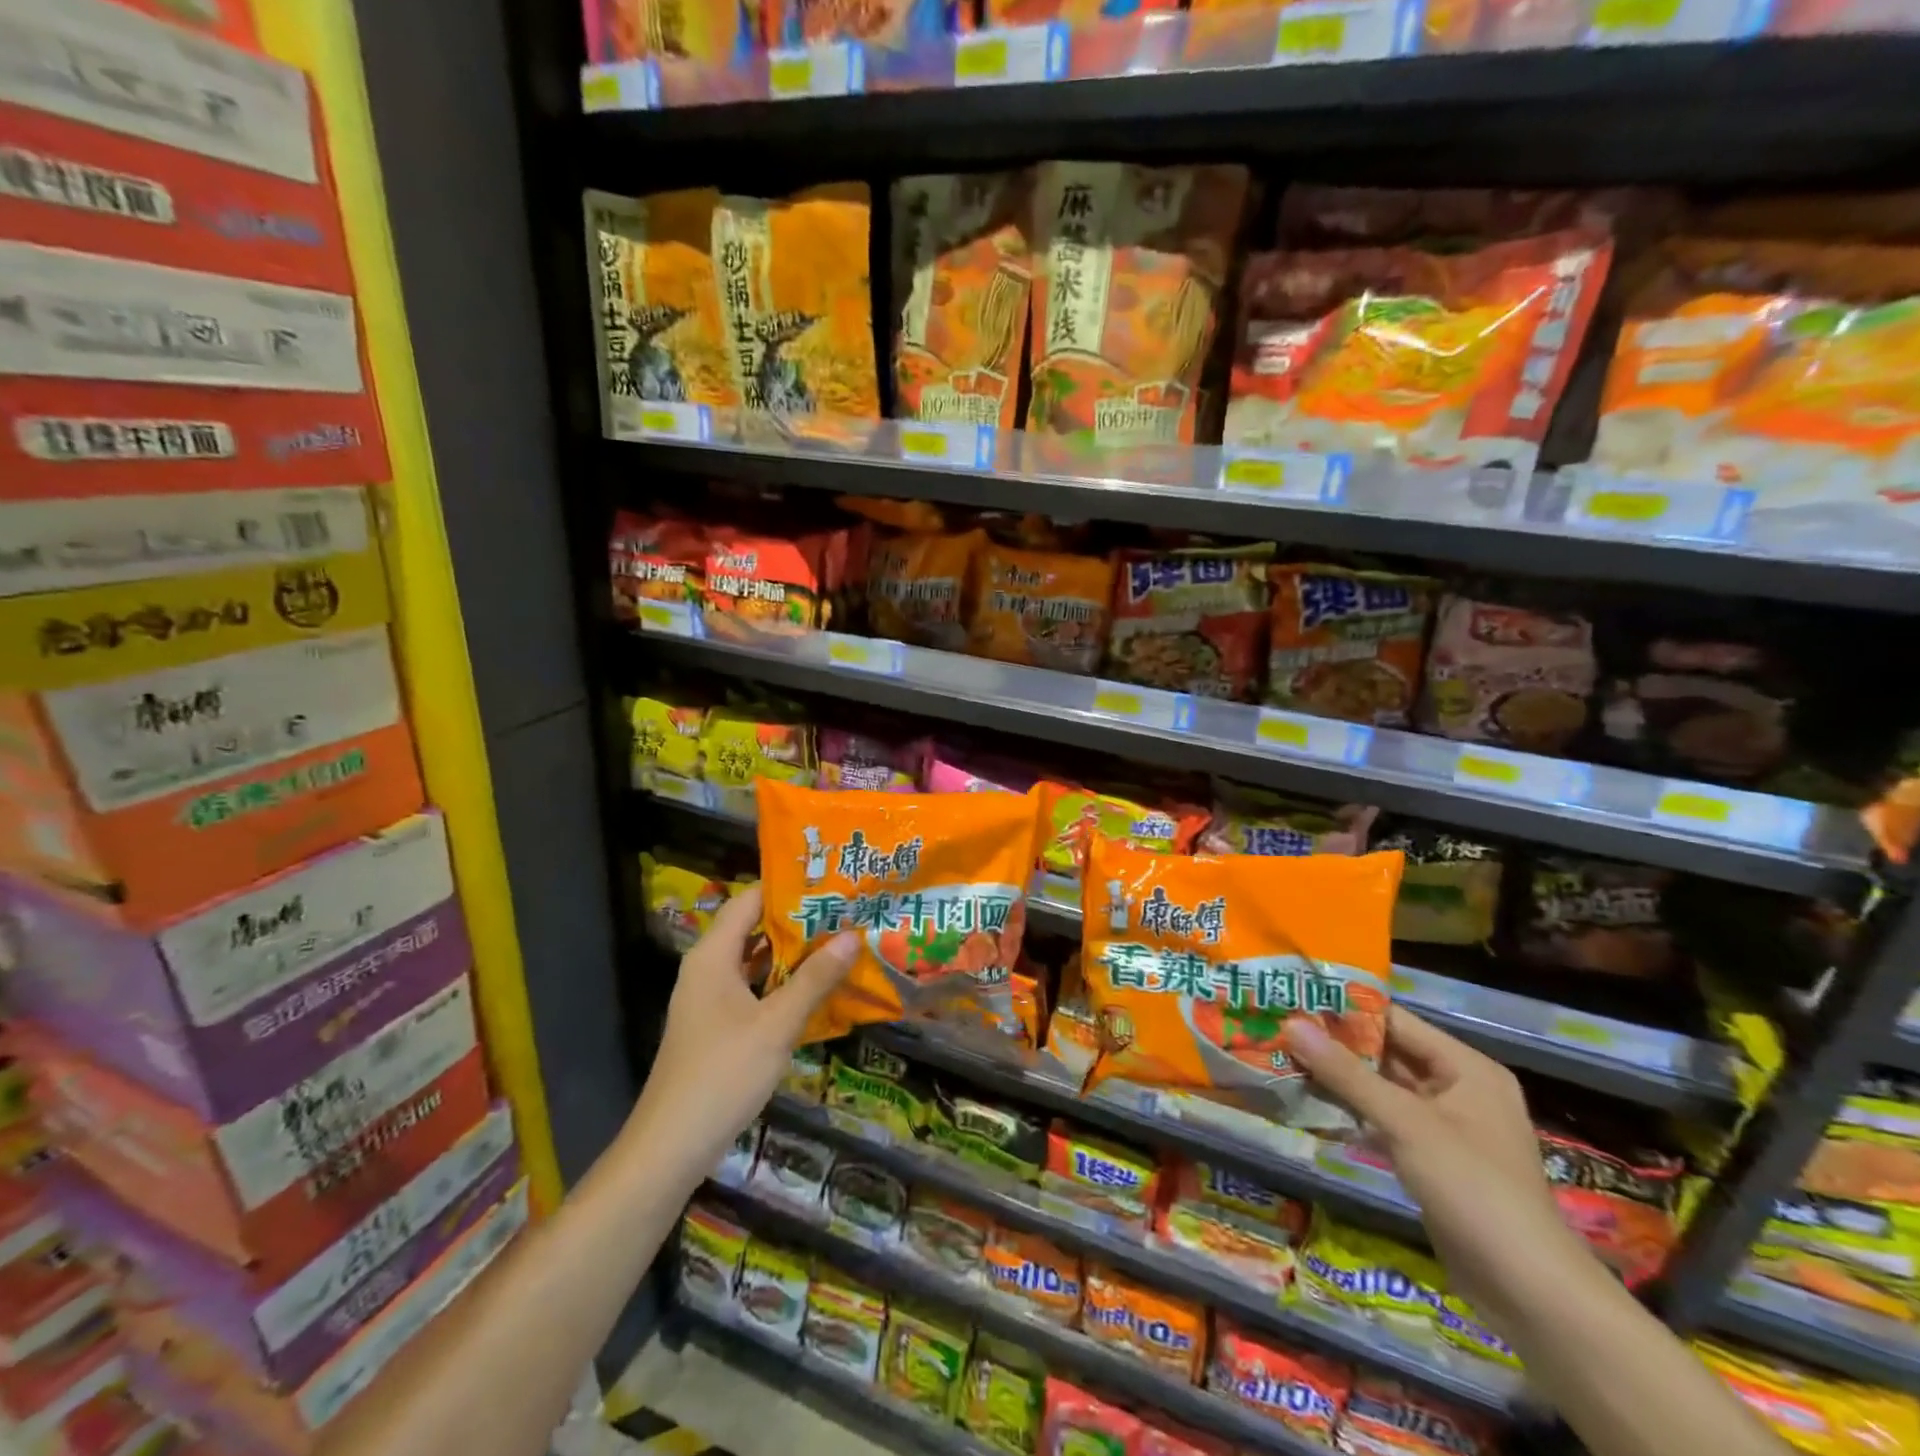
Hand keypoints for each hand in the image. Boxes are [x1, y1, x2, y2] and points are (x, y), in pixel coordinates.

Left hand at [628, 886, 855, 1175]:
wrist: (671, 1146)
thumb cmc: (723, 1074)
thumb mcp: (777, 1024)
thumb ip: (815, 978)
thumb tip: (853, 934)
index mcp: (713, 955)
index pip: (750, 900)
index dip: (788, 887)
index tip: (830, 881)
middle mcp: (708, 968)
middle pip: (754, 927)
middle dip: (799, 919)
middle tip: (846, 909)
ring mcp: (711, 998)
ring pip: (756, 960)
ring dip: (794, 952)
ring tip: (841, 939)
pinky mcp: (718, 1025)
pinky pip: (754, 988)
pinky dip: (783, 982)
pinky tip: (818, 987)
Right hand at [1283, 1007, 1588, 1325]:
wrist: (1530, 1294)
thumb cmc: (1473, 1189)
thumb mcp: (1405, 1123)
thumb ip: (1346, 1074)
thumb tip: (1291, 1024)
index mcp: (1466, 1068)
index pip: (1396, 1021)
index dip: (1346, 1010)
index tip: (1295, 1000)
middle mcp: (1459, 1089)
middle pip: (1388, 1053)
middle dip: (1336, 1045)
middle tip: (1280, 1028)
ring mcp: (1446, 1127)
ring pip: (1383, 1088)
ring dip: (1340, 1078)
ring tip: (1285, 1058)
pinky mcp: (1432, 1159)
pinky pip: (1385, 1120)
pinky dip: (1353, 1110)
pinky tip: (1311, 1102)